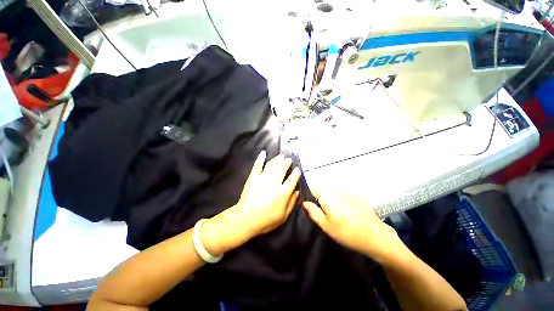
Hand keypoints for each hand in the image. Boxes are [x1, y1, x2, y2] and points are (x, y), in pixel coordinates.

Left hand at [202, 151, 300, 255]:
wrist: (246, 219)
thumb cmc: (266, 220)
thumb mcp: (283, 216)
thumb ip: (292, 203)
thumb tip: (297, 192)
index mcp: (283, 192)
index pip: (293, 179)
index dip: (296, 173)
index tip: (298, 169)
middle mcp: (274, 182)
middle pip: (282, 168)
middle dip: (287, 162)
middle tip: (289, 159)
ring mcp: (263, 178)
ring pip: (272, 165)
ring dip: (277, 159)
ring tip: (281, 156)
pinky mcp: (253, 177)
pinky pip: (258, 165)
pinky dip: (260, 158)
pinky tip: (263, 153)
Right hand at [303, 189, 400, 262]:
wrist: (375, 236)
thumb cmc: (346, 232)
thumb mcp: (326, 225)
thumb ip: (313, 212)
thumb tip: (305, 202)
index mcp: (327, 195)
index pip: (312, 189)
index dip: (310, 196)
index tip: (312, 206)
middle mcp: (336, 189)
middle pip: (323, 190)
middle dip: (321, 199)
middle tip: (325, 213)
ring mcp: (347, 191)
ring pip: (333, 192)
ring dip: (331, 200)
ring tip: (336, 214)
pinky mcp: (356, 195)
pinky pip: (343, 195)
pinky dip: (341, 201)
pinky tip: (347, 212)